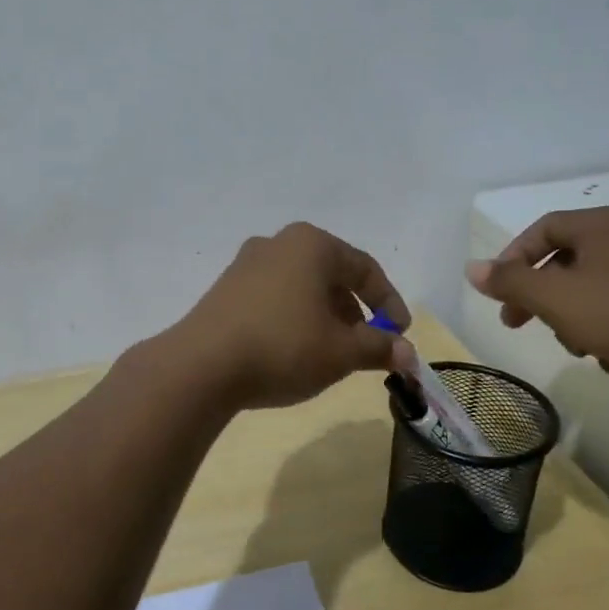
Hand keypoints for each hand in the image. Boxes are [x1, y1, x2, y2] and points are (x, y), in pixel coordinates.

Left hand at [169, 223, 414, 409]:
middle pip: (331, 276)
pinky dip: (294, 318)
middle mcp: (278, 243)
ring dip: (324, 317)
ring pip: (301, 287)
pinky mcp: (225, 289)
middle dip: (354, 312)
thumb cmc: (283, 347)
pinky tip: (294, 350)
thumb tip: (407, 354)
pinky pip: (274, 298)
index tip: (401, 334)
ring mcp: (246, 264)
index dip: (389, 303)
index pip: (365, 269)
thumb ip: (378, 348)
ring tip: (331, 353)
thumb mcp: (341, 351)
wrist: (201, 365)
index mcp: (312, 244)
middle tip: (366, 346)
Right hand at [466, 206, 608, 408]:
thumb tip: (472, 269)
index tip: (499, 294)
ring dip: (574, 321)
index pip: (542, 230)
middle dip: (541, 297)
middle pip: (565, 262)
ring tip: (578, 348)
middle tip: (519, 323)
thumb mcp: (555, 297)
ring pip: (592, 291)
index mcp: (602, 225)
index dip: (513, 259)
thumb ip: (510, 282)